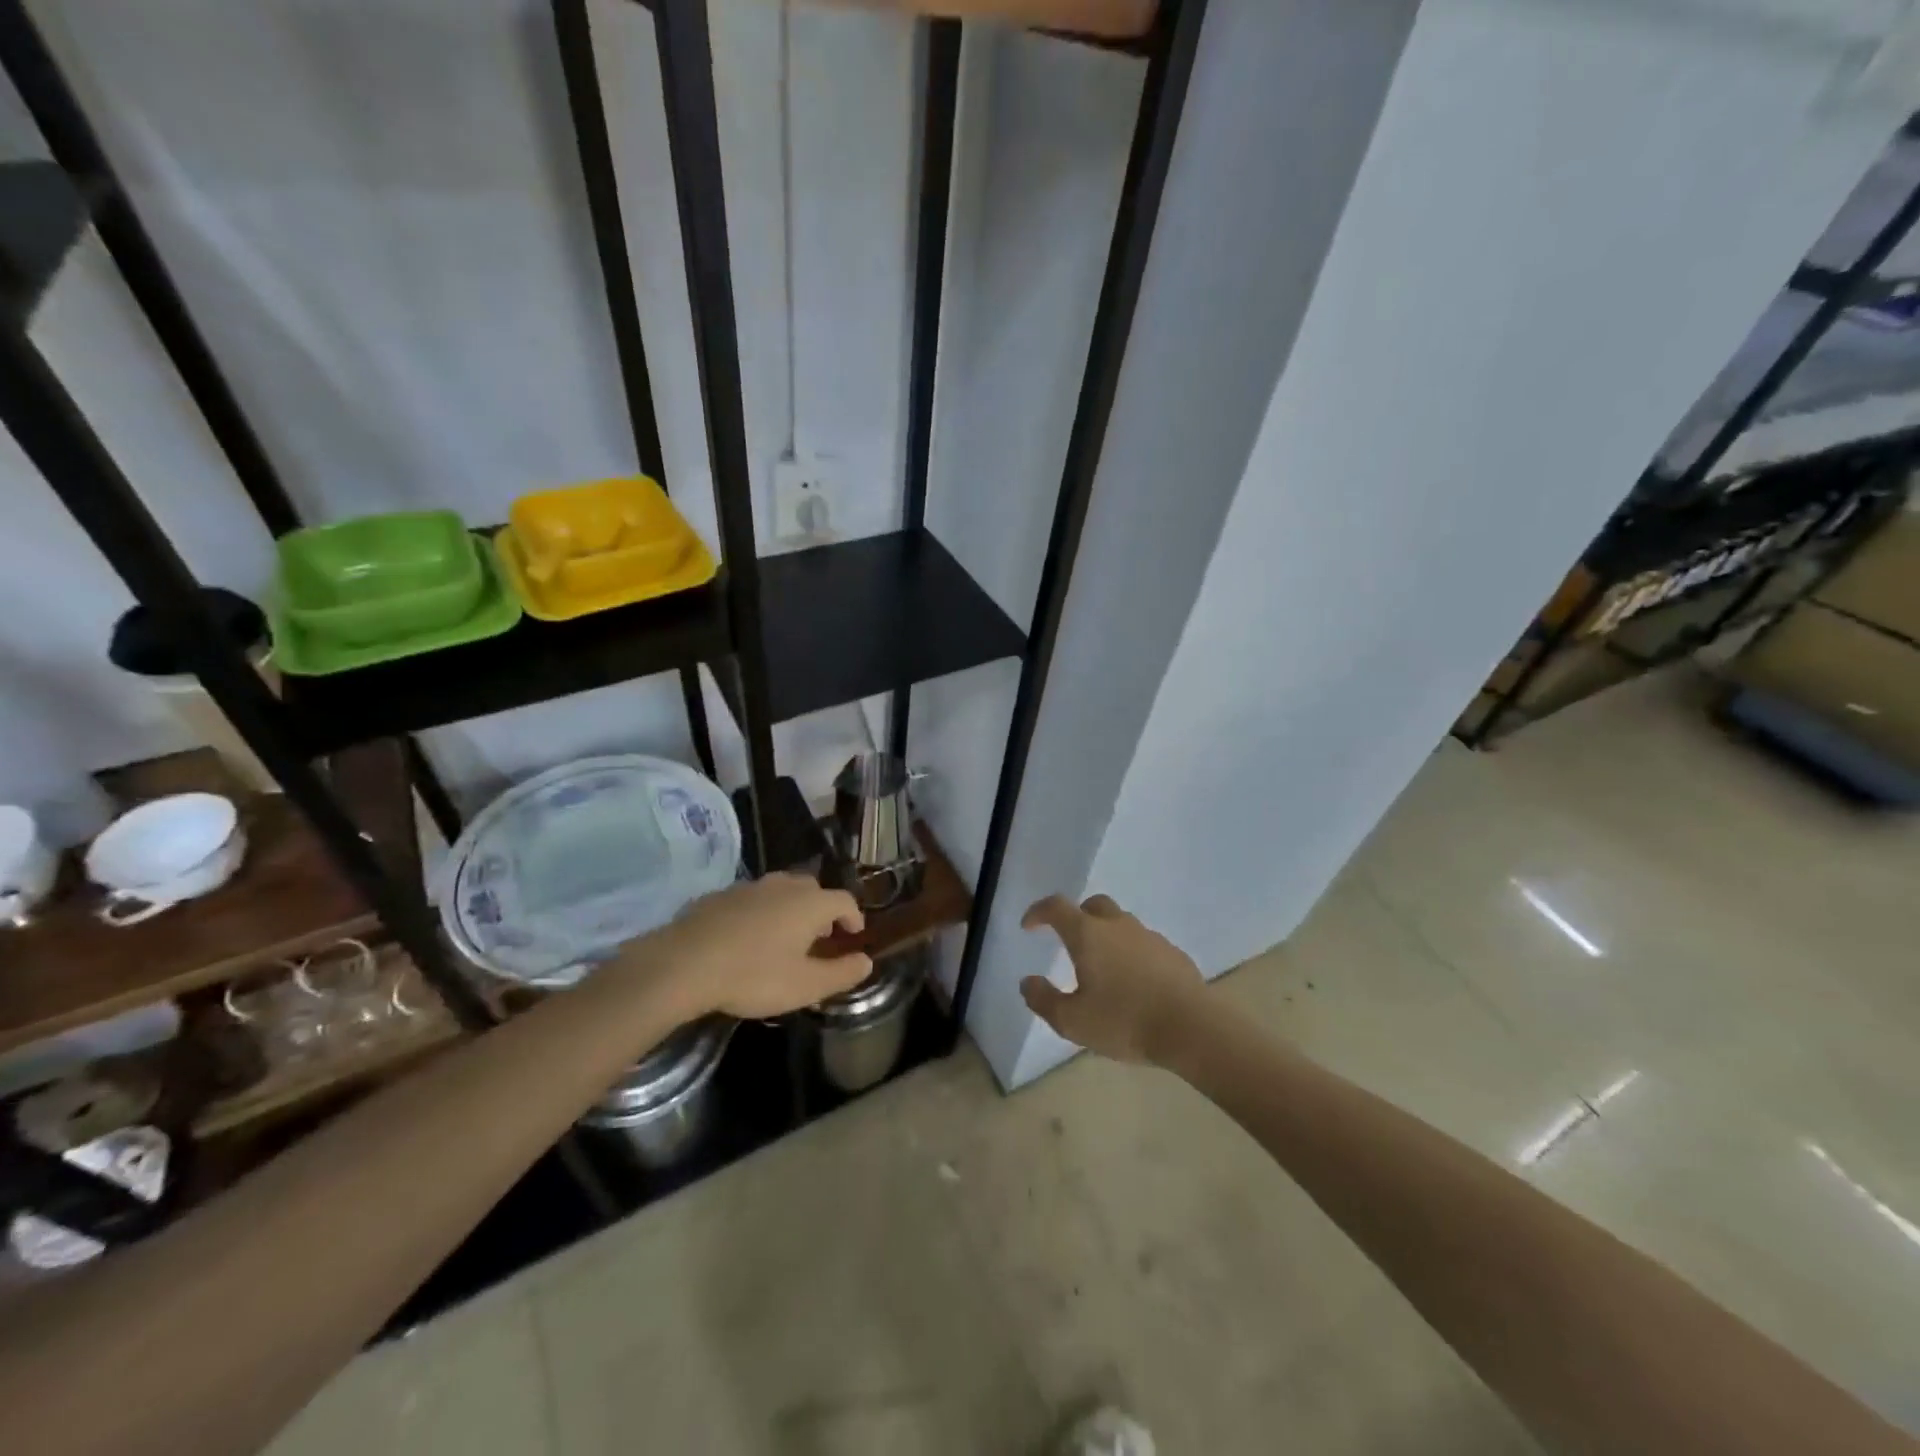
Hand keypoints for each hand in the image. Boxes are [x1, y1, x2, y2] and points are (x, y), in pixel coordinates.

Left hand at [635, 873, 871, 1020]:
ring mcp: (750, 886)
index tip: (854, 935)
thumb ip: (841, 973)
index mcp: (810, 903)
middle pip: (813, 890)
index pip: (844, 901)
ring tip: (785, 936)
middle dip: (822, 910)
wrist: (683, 964)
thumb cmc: (753, 975)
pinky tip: (748, 937)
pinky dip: (761, 913)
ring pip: (781, 891)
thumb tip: (867, 961)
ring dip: (790, 909)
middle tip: (820, 937)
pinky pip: (752, 899)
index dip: (854, 917)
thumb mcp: (805, 985)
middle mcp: (784, 885)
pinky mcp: (720, 895)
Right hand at [1020, 893, 1205, 1063]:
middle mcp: (1118, 926)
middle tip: (1069, 941)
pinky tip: (1135, 983)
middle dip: (1077, 917)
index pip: (1057, 907)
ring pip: (1122, 924)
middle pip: (1094, 906)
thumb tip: (1028, 981)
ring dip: (1107, 937)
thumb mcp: (1072, 1021)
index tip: (1029, 926)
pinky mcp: (1173, 954)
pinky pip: (1145, 945)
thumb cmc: (1124, 1021)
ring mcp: (1150, 937)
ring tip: (1104, 969)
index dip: (1039, 912)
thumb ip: (1043, 999)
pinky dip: (1132, 954)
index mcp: (1088, 935)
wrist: (1192, 1028)